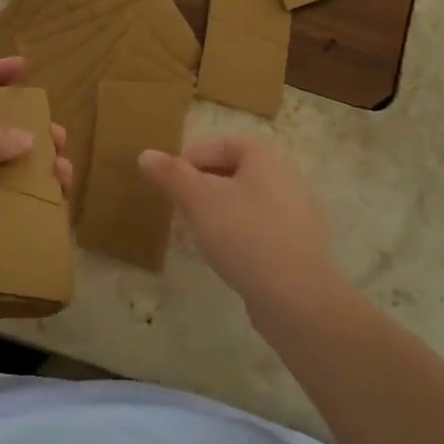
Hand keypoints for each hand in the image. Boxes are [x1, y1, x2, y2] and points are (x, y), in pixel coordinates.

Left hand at [0, 57, 70, 347]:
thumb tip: (28, 138)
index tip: (24, 67)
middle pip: (5, 143)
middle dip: (36, 132)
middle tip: (59, 138)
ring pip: (22, 182)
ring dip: (48, 172)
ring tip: (66, 176)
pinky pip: (27, 222)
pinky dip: (48, 213)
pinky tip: (64, 210)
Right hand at [138, 137, 342, 315]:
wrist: (297, 297)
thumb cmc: (245, 236)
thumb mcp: (199, 200)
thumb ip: (172, 175)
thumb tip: (146, 155)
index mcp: (264, 157)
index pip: (218, 145)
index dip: (188, 160)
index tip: (168, 186)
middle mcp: (285, 177)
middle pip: (231, 173)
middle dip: (199, 189)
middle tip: (178, 211)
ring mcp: (295, 213)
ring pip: (242, 202)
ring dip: (215, 214)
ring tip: (194, 237)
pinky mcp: (296, 245)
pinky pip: (257, 229)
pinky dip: (235, 236)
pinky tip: (222, 257)